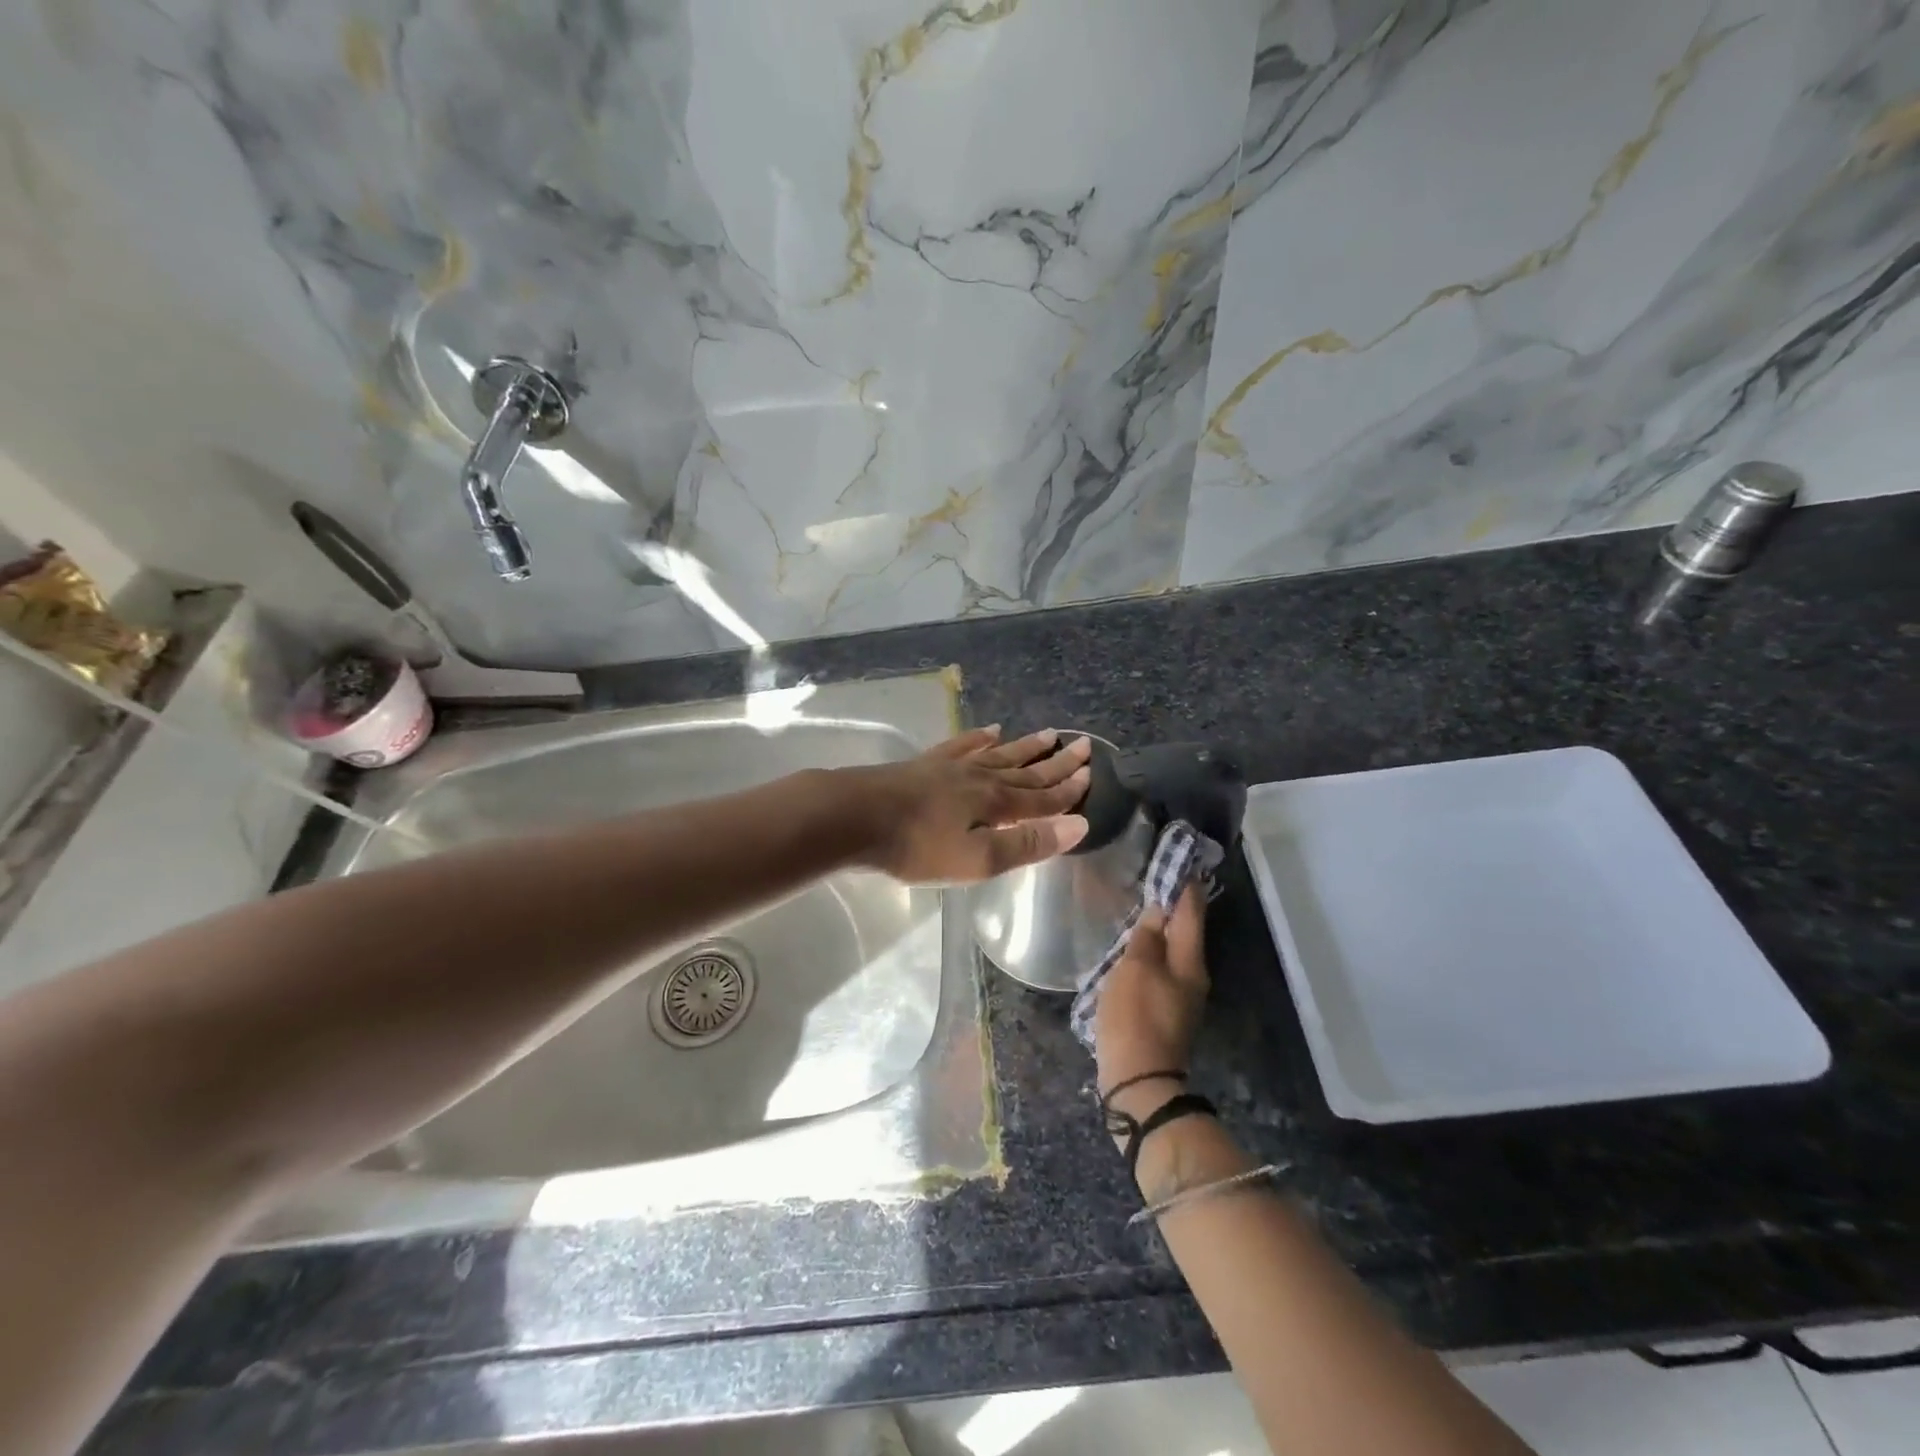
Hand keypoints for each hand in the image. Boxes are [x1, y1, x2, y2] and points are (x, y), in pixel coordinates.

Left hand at [849, 726, 1091, 885]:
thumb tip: (1079, 825)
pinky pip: (962, 746)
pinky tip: (989, 731)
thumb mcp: (977, 859)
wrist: (855, 817)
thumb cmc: (917, 847)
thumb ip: (1027, 844)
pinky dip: (979, 738)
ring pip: (998, 754)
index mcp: (996, 804)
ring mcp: (951, 767)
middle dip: (1056, 762)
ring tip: (1048, 733)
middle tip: (1083, 744)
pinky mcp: (925, 765)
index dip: (1068, 790)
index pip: (1042, 797)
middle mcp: (980, 778)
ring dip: (1025, 747)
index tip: (1091, 774)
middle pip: (1025, 770)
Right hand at [1096, 885, 1208, 1107]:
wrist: (1139, 1080)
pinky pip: (1162, 970)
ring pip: (1174, 951)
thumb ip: (1148, 936)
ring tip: (1143, 909)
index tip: (1181, 861)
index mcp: (1190, 961)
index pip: (1191, 913)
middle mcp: (1193, 976)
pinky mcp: (1166, 1011)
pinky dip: (1153, 952)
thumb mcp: (1136, 968)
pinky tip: (1136, 948)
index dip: (1186, 887)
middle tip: (1158, 880)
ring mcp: (1181, 996)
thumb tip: (1160, 908)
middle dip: (1175, 906)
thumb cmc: (1136, 1016)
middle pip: (1186, 932)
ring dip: (1162, 930)